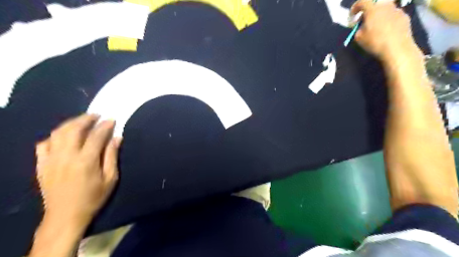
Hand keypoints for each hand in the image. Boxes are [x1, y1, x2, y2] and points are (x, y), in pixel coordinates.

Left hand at [35, 113, 120, 227]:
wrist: (65, 216)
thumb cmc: (93, 197)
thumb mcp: (110, 178)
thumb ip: (112, 156)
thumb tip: (117, 138)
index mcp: (86, 161)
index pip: (96, 136)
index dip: (105, 126)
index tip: (112, 119)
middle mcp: (66, 156)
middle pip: (74, 130)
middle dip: (86, 119)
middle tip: (96, 115)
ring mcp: (50, 160)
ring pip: (57, 134)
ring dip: (70, 123)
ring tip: (81, 120)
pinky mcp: (41, 165)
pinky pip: (43, 145)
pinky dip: (53, 137)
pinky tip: (62, 137)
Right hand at [353, 0, 419, 61]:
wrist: (397, 48)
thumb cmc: (375, 42)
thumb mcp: (359, 38)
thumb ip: (358, 29)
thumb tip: (362, 26)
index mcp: (373, 10)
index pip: (362, 1)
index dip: (355, 7)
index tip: (352, 15)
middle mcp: (386, 6)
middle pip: (375, 4)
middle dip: (368, 11)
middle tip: (364, 21)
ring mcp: (398, 10)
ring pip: (385, 10)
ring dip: (378, 16)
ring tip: (375, 28)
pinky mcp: (405, 17)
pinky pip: (393, 16)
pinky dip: (387, 20)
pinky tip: (386, 31)